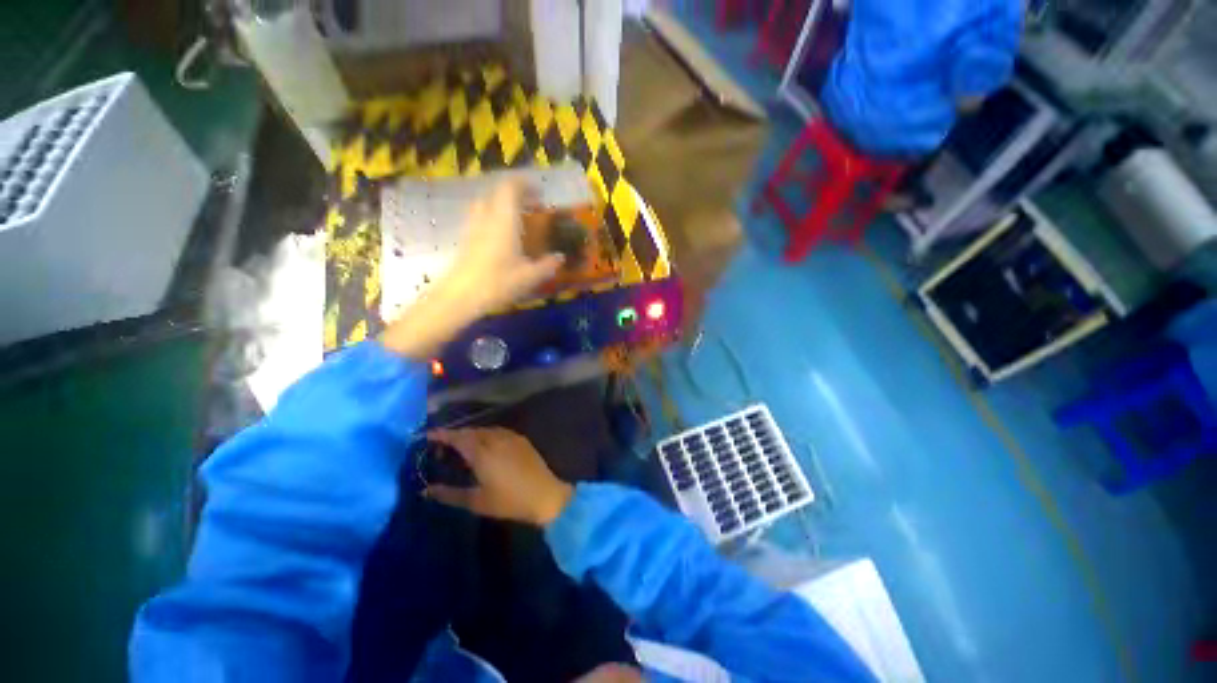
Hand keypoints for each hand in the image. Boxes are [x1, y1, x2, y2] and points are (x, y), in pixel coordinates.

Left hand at [381, 181, 563, 358]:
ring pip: (486, 203)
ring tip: (518, 218)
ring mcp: (473, 226)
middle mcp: (486, 216)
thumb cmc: (497, 282)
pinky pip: (481, 216)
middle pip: (497, 192)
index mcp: (503, 219)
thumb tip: (560, 257)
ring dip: (503, 204)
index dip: (525, 184)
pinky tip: (503, 235)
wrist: (460, 296)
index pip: (510, 187)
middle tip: (532, 205)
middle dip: (516, 193)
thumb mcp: (529, 277)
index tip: (539, 191)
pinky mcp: (466, 238)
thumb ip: (547, 265)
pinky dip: (494, 216)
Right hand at [424, 427, 573, 526]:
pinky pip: (498, 432)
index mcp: (482, 452)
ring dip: (471, 435)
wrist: (545, 494)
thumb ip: (449, 494)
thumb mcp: (476, 501)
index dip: (442, 435)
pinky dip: (485, 435)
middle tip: (442, 448)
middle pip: (470, 431)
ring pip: (485, 430)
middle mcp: (495, 439)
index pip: (458, 437)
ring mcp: (510, 437)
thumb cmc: (509, 500)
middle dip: (454, 436)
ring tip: (461, 449)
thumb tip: (426, 490)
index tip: (427, 435)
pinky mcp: (521, 439)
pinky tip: (484, 447)